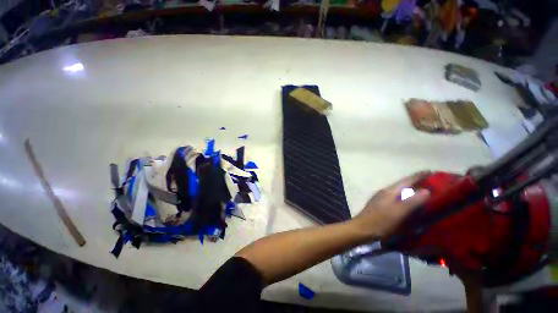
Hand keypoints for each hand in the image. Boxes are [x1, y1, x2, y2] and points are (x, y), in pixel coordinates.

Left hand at [352, 172, 430, 239]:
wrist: (362, 228)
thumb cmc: (380, 221)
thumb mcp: (398, 213)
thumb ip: (412, 201)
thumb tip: (427, 190)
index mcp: (389, 191)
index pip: (406, 180)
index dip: (419, 175)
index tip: (432, 171)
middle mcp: (385, 191)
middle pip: (402, 184)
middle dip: (416, 181)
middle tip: (431, 182)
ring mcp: (381, 197)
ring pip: (398, 190)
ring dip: (410, 188)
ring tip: (422, 190)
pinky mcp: (380, 204)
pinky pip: (396, 197)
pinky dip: (404, 196)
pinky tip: (407, 201)